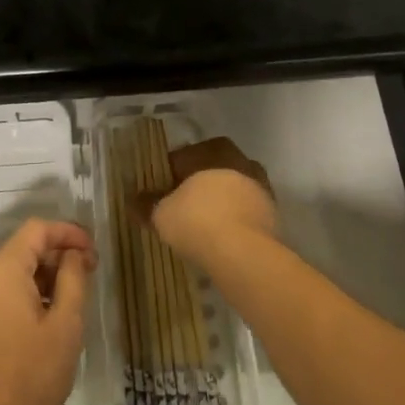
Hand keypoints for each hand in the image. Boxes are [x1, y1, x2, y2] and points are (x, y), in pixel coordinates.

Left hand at [0, 218, 95, 404]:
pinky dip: (19, 296)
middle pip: (20, 250)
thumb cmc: (31, 380)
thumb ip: (73, 279)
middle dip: (54, 257)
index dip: (68, 233)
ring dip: (38, 278)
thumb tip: (74, 255)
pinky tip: (40, 321)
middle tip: (86, 275)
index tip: (93, 251)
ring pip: (7, 273)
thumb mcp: (65, 327)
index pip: (36, 230)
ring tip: (68, 301)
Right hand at [138, 136, 278, 271]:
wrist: (245, 255)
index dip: (168, 175)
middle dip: (197, 186)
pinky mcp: (273, 214)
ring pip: (232, 190)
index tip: (159, 194)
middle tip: (181, 209)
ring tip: (202, 227)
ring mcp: (260, 186)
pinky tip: (221, 240)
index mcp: (212, 150)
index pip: (183, 157)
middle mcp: (240, 160)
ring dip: (219, 203)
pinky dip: (234, 221)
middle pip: (211, 170)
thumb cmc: (198, 221)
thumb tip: (132, 200)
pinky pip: (245, 212)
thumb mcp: (161, 214)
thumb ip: (146, 204)